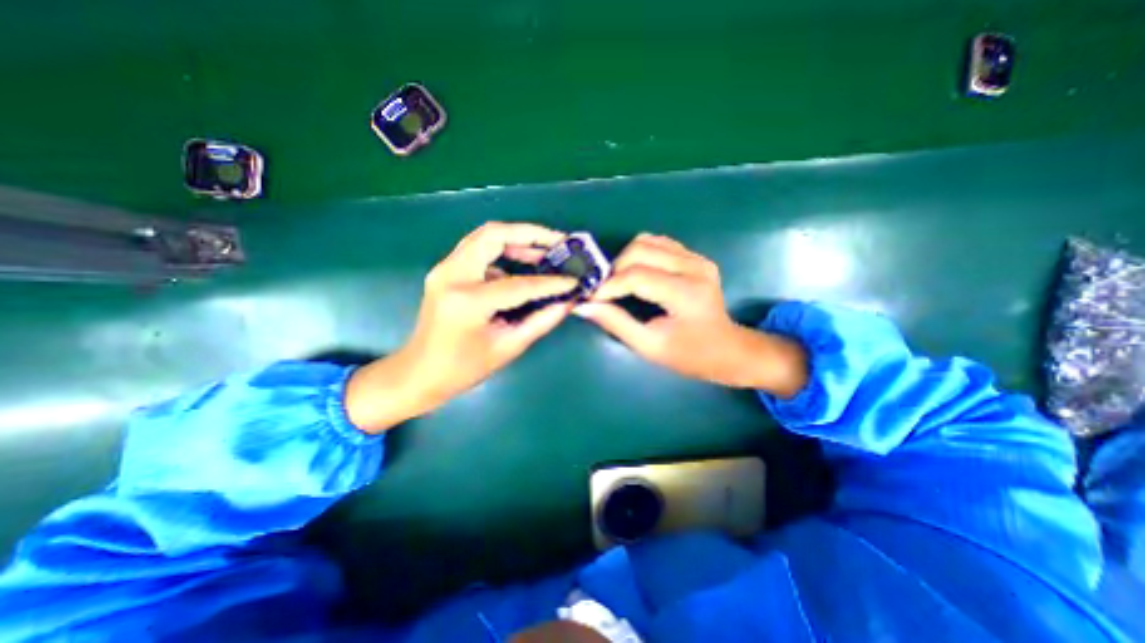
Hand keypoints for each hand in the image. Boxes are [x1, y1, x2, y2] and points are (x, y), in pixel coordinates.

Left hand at [343, 225, 577, 434]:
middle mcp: (452, 275)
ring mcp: (444, 269)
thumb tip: (568, 302)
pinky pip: (479, 251)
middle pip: (494, 234)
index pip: (519, 284)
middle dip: (531, 234)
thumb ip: (541, 321)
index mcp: (468, 301)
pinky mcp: (445, 271)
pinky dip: (503, 253)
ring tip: (545, 252)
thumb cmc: (462, 369)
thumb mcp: (508, 347)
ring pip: (485, 236)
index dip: (551, 283)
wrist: (418, 373)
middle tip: (559, 243)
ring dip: (517, 239)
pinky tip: (521, 268)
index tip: (574, 281)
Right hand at [573, 233, 802, 397]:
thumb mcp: (649, 346)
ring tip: (619, 282)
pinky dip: (641, 254)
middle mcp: (694, 267)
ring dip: (626, 259)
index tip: (591, 297)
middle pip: (640, 250)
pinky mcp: (696, 256)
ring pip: (647, 241)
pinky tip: (637, 273)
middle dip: (615, 269)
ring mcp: (697, 258)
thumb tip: (583, 306)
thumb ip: (615, 323)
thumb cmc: (689, 354)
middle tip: (605, 291)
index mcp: (686, 293)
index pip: (636, 276)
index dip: (608, 285)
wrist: (727, 349)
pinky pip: (659, 243)